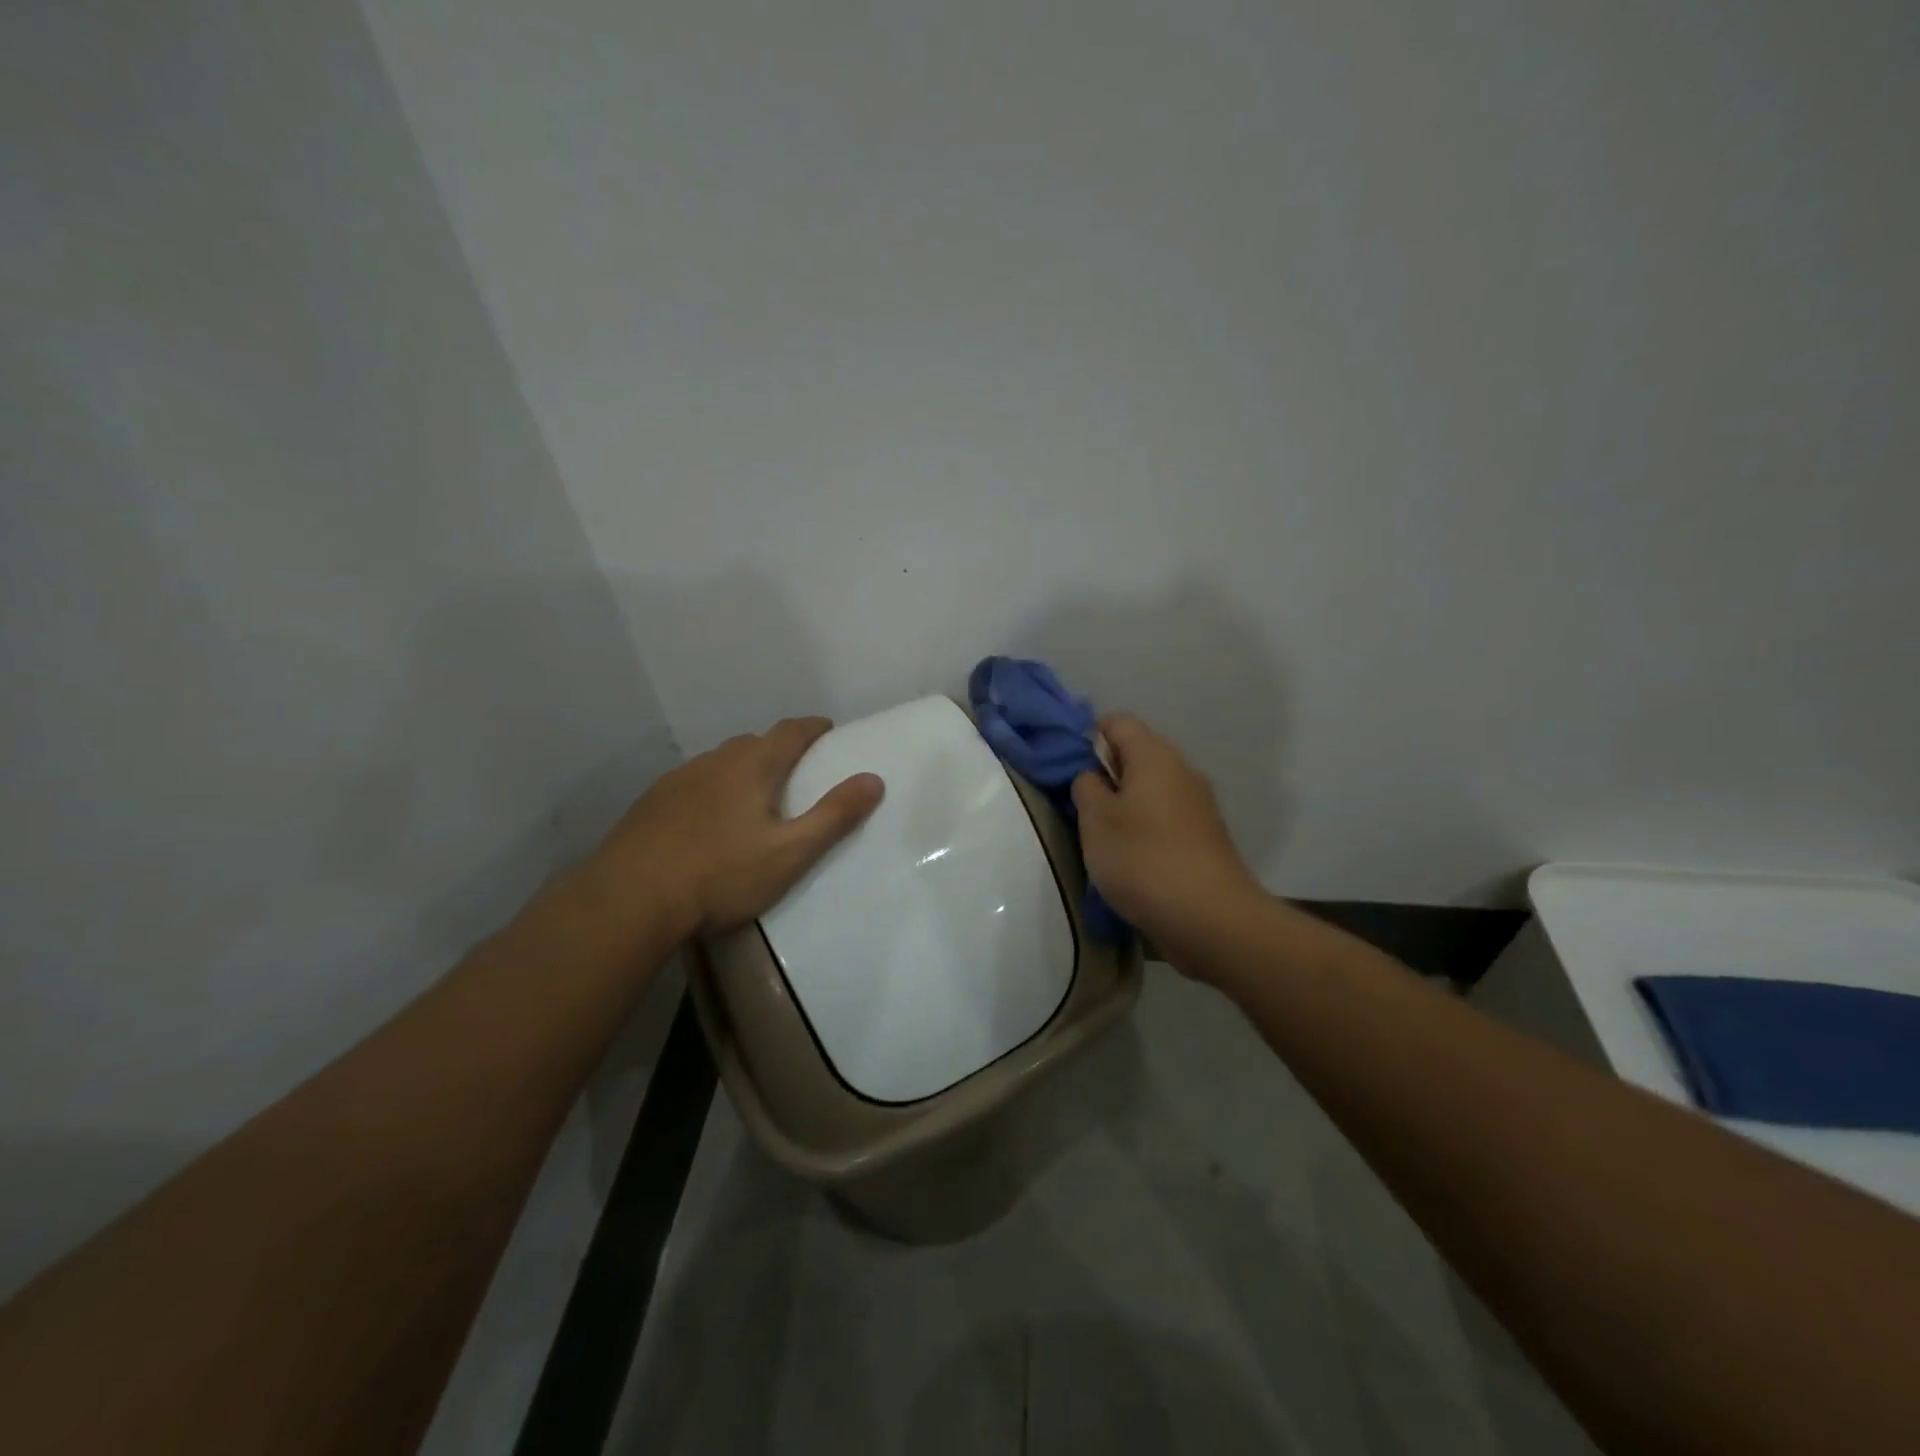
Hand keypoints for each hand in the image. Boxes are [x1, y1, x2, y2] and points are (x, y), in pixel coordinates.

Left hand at [580, 717, 884, 942]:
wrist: (629, 900)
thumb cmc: (720, 874)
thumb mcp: (790, 853)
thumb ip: (834, 816)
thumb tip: (874, 779)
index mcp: (752, 766)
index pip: (791, 731)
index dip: (813, 728)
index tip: (828, 731)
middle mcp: (714, 761)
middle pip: (754, 743)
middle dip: (779, 750)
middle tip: (797, 774)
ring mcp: (677, 780)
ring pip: (720, 764)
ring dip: (742, 771)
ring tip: (753, 800)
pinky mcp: (650, 803)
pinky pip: (693, 785)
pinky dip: (711, 792)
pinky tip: (707, 823)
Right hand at [1071, 714, 1263, 964]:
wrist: (1211, 918)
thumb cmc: (1143, 859)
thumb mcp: (1095, 819)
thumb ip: (1086, 787)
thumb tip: (1093, 775)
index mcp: (1154, 755)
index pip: (1118, 722)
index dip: (1090, 737)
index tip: (1072, 771)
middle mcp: (1182, 770)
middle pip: (1138, 754)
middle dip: (1107, 774)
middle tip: (1083, 807)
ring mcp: (1199, 805)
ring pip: (1152, 788)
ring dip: (1126, 805)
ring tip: (1104, 838)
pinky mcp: (1206, 837)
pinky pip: (1167, 817)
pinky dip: (1147, 829)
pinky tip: (1133, 860)